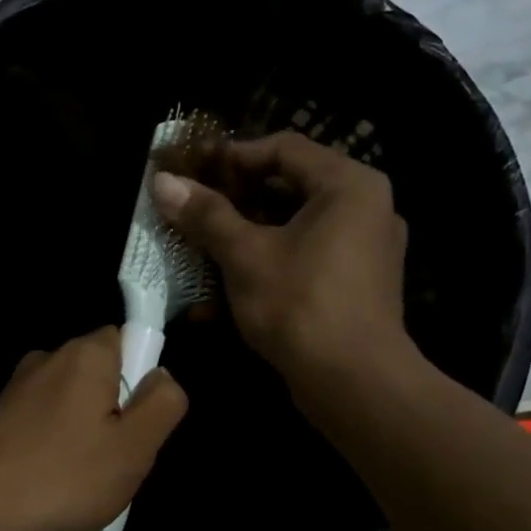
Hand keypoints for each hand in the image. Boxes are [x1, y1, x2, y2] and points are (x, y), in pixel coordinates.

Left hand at [0, 328, 187, 530]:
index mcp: (84, 355)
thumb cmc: (62, 477)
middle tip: (114, 462)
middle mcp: (46, 360)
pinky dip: (49, 451)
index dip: (140, 378)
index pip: (127, 339)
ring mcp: (14, 390)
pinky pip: (38, 428)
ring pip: (68, 406)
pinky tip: (45, 490)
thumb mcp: (133, 448)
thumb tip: (162, 375)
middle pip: (98, 376)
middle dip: (112, 414)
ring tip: (78, 486)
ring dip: (80, 438)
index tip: (135, 422)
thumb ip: (162, 405)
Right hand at [152, 132, 419, 403]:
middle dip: (237, 200)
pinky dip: (270, 263)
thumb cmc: (300, 304)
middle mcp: (366, 207)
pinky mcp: (358, 284)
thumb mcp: (245, 255)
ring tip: (204, 248)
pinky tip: (229, 287)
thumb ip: (206, 215)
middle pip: (291, 186)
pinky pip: (308, 256)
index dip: (233, 156)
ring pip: (296, 226)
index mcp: (349, 185)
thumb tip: (164, 182)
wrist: (354, 382)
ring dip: (247, 235)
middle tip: (194, 209)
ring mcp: (366, 248)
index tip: (193, 173)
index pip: (285, 148)